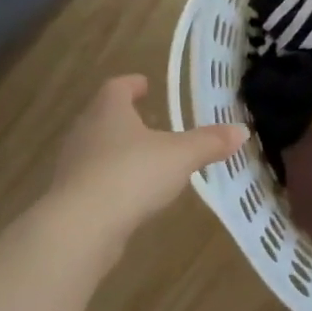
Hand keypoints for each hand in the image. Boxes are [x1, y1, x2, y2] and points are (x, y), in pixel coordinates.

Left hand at [52, 75, 247, 234]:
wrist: (81, 226)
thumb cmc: (132, 174)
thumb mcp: (181, 156)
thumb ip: (209, 142)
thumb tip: (241, 131)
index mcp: (109, 111)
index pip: (117, 87)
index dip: (132, 84)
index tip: (144, 84)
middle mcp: (85, 132)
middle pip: (103, 116)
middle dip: (125, 118)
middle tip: (148, 121)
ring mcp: (73, 165)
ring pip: (97, 149)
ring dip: (117, 150)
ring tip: (144, 159)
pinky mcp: (70, 197)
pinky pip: (94, 180)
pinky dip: (112, 180)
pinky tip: (130, 193)